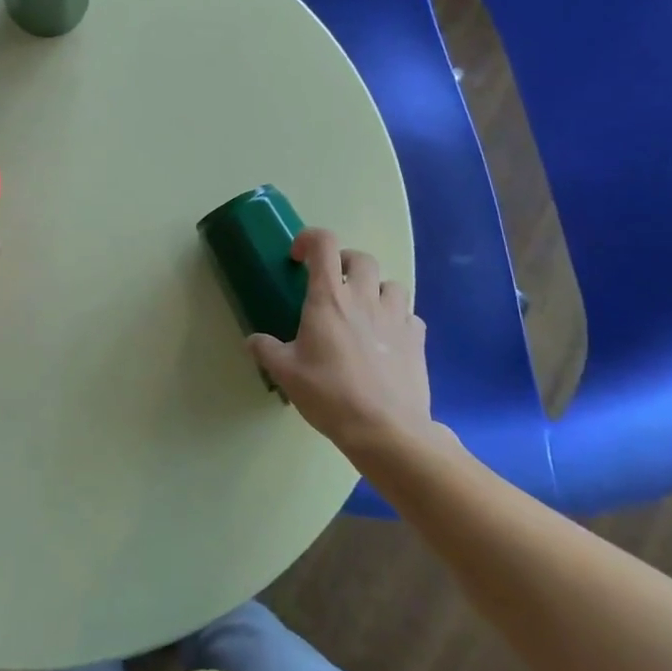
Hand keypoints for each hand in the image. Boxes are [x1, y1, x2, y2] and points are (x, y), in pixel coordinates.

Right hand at [248, 228, 434, 454]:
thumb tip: (253, 340)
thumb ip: (267, 350)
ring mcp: (396, 317)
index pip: (324, 244)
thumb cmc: (330, 394)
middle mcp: (364, 298)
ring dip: (375, 289)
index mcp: (329, 298)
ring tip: (363, 309)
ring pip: (391, 284)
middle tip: (332, 283)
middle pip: (361, 258)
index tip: (298, 257)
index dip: (309, 240)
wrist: (387, 431)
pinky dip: (398, 318)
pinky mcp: (417, 340)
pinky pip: (410, 315)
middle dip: (344, 262)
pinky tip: (387, 338)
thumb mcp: (286, 374)